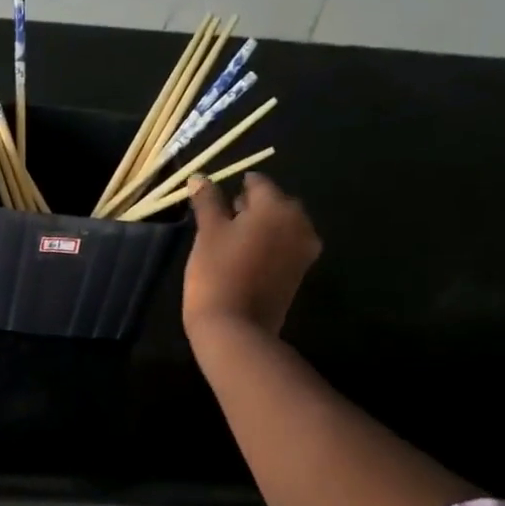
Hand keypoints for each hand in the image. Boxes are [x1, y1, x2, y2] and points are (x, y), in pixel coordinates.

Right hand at [182, 173, 322, 337]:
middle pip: (274, 203)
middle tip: (222, 221)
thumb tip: (199, 177)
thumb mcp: (207, 233)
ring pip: (281, 226)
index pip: (257, 183)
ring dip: (261, 227)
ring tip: (232, 242)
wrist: (235, 328)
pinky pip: (285, 247)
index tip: (216, 199)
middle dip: (251, 207)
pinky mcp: (300, 272)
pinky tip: (246, 258)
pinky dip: (269, 246)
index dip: (235, 188)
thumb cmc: (216, 274)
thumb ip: (207, 201)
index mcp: (277, 206)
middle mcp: (299, 222)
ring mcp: (304, 250)